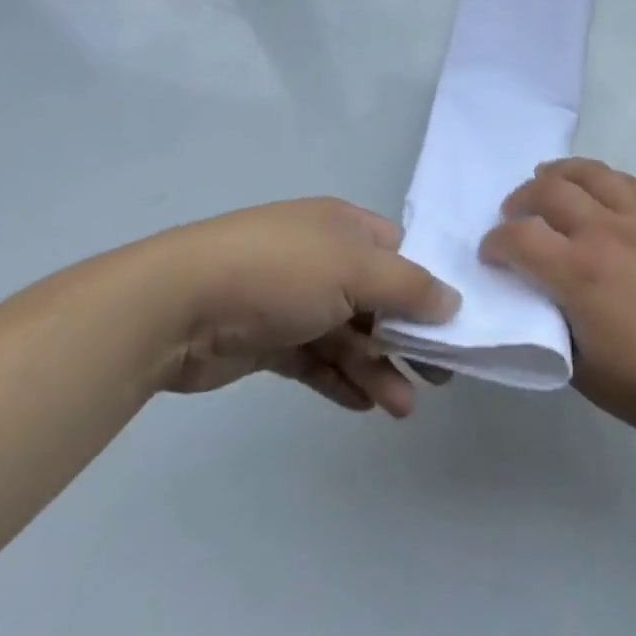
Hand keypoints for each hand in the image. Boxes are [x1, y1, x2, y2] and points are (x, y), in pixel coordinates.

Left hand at [159, 198, 458, 417]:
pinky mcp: (268, 340)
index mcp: (344, 226)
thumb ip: (408, 287)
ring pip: (349, 335)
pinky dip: (341, 380)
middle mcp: (323, 257)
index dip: (427, 285)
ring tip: (402, 408)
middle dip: (407, 336)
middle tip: (439, 376)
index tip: (454, 324)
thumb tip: (453, 300)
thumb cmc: (280, 271)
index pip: (399, 252)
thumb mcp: (355, 270)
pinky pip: (316, 360)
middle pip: (378, 297)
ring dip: (377, 368)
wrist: (181, 304)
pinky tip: (364, 405)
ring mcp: (293, 299)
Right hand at [480, 159, 635, 447]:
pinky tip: (595, 190)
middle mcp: (606, 232)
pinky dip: (600, 178)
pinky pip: (626, 182)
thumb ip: (552, 323)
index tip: (490, 253)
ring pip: (589, 174)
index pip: (519, 237)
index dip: (495, 242)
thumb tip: (538, 295)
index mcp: (579, 273)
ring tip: (546, 182)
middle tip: (513, 215)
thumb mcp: (582, 369)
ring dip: (558, 174)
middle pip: (549, 191)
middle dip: (520, 200)